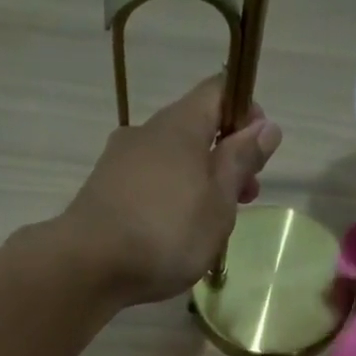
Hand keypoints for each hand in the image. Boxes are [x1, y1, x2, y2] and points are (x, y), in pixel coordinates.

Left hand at [63, 75, 281, 305]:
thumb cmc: (167, 233)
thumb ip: (241, 161)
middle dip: (225, 158)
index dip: (245, 112)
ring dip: (198, 182)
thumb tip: (266, 126)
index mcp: (180, 124)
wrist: (88, 265)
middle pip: (195, 129)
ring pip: (171, 160)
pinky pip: (147, 184)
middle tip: (244, 199)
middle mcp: (147, 131)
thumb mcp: (219, 201)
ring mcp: (119, 160)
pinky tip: (173, 235)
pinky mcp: (103, 190)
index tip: (259, 150)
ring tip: (209, 225)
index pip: (218, 91)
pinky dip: (169, 199)